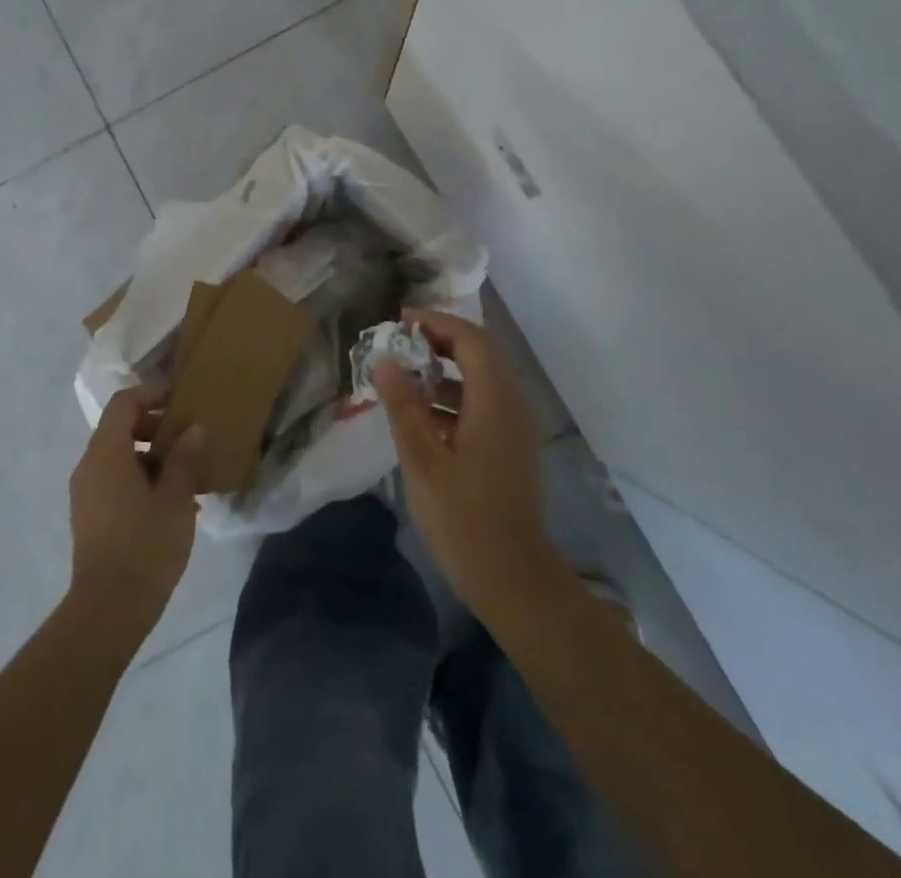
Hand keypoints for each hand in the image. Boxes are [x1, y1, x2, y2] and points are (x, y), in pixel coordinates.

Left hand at [68, 386, 202, 630]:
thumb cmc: (145, 546)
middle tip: (187, 435)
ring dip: (149, 454)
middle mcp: (89, 465)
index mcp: (106, 453)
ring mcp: (85, 492)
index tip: (180, 396)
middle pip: (118, 427)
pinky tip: (170, 501)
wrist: (108, 610)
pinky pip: (113, 479)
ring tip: (185, 471)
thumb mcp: (175, 499)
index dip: (151, 393)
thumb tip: (194, 428)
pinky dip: (139, 476)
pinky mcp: (89, 515)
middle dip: (154, 425)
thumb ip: (184, 458)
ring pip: (117, 455)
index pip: (124, 403)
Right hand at [375, 309, 554, 617]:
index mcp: (494, 400)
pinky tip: (421, 417)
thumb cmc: (464, 518)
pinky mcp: (510, 448)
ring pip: (479, 380)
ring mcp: (514, 428)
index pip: (470, 338)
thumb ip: (403, 405)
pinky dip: (452, 397)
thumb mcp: (422, 460)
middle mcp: (512, 404)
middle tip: (399, 342)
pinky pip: (482, 405)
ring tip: (402, 377)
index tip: (400, 320)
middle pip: (478, 353)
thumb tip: (385, 360)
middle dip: (439, 341)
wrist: (515, 580)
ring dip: (443, 370)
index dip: (435, 322)